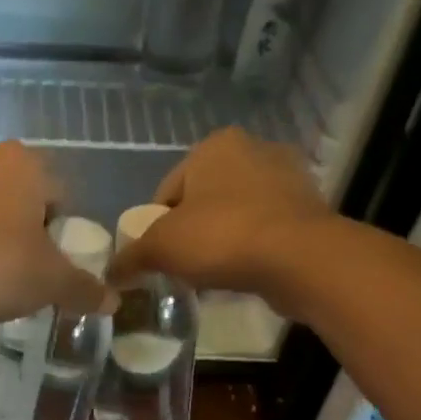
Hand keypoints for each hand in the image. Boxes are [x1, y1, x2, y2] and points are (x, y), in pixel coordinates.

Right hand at [110, 128, 334, 300]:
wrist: (301, 259)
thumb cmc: (222, 237)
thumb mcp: (161, 248)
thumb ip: (131, 257)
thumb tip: (110, 274)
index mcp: (214, 145)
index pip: (168, 190)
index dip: (156, 227)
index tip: (159, 257)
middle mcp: (254, 149)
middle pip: (203, 200)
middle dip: (192, 232)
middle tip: (185, 267)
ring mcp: (288, 177)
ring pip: (236, 214)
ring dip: (222, 240)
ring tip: (215, 274)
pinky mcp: (310, 208)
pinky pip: (265, 229)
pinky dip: (252, 248)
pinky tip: (244, 273)